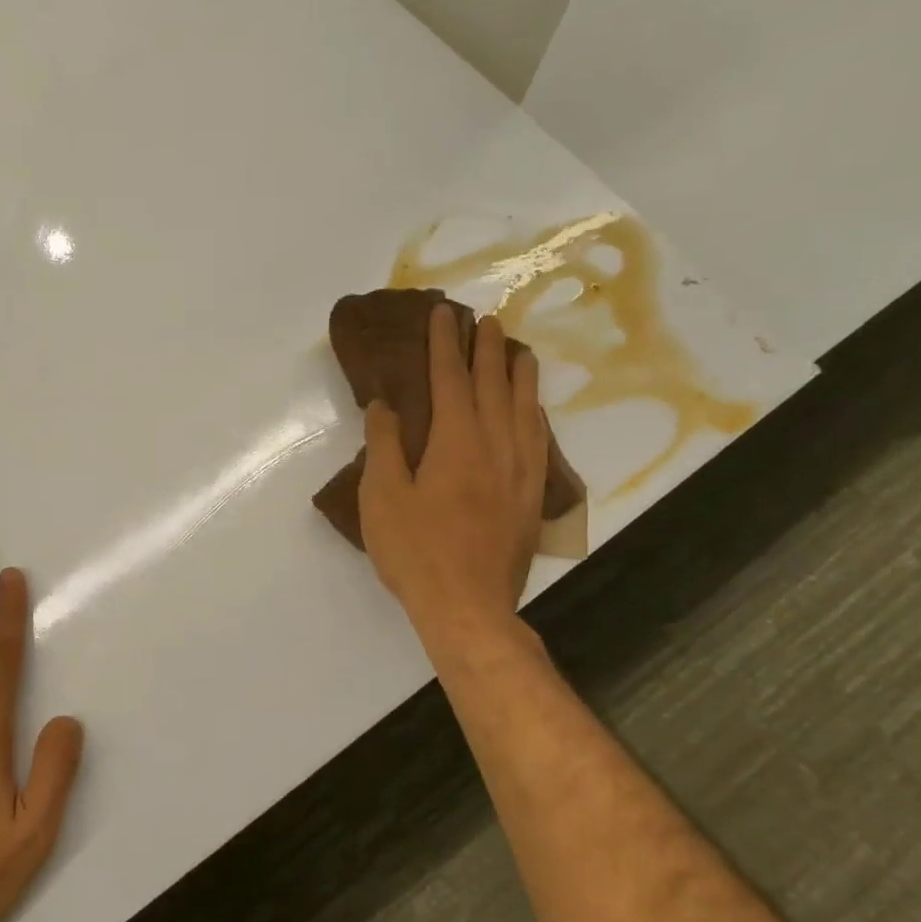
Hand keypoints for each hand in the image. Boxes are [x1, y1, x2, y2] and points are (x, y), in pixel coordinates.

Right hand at [359, 304, 548, 648]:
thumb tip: (386, 404)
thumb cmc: (415, 551)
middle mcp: (495, 446)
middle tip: (485, 320)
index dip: (445, 345)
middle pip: (493, 385)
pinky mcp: (532, 497)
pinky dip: (534, 414)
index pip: (451, 379)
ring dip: (519, 375)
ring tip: (517, 350)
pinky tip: (533, 410)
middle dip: (486, 350)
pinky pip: (539, 441)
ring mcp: (520, 472)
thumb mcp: (382, 497)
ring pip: (524, 409)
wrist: (468, 607)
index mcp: (456, 442)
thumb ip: (384, 445)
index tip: (443, 314)